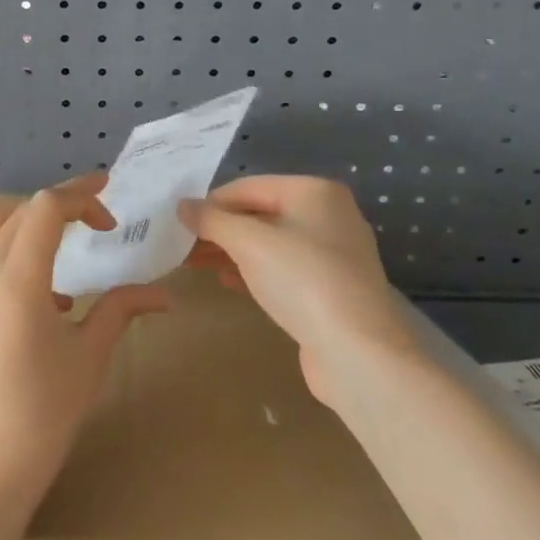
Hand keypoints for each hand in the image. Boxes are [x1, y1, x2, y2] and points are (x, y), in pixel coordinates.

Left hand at [0, 177, 170, 510]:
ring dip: (23, 223)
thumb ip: (121, 309)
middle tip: (93, 221)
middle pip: (15, 208)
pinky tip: (31, 306)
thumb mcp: (89, 357)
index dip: (81, 196)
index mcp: (15, 279)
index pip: (46, 207)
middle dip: (57, 206)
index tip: (110, 210)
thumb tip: (163, 294)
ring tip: (58, 256)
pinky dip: (4, 260)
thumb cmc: (43, 415)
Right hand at [178, 175, 409, 406]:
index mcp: (314, 191)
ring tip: (198, 264)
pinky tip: (229, 282)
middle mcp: (329, 215)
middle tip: (184, 245)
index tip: (180, 223)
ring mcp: (335, 254)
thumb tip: (182, 206)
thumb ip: (212, 220)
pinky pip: (285, 269)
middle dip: (221, 229)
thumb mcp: (248, 242)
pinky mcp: (333, 289)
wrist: (359, 354)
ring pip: (271, 243)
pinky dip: (255, 271)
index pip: (249, 186)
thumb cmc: (302, 280)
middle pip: (261, 213)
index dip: (211, 202)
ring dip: (234, 251)